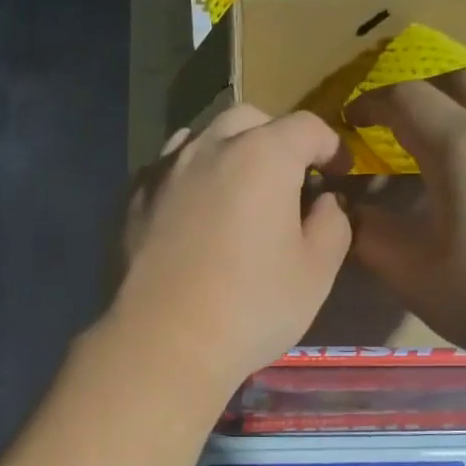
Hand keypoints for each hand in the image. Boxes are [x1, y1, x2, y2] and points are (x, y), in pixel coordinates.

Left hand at [108, 104, 350, 401]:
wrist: (160, 345)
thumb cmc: (249, 310)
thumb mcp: (315, 274)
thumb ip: (332, 224)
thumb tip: (324, 202)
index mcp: (262, 156)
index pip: (306, 127)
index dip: (330, 145)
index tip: (337, 171)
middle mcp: (207, 149)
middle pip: (247, 120)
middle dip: (274, 138)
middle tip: (285, 177)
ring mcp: (160, 172)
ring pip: (198, 139)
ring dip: (224, 152)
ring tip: (232, 190)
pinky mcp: (128, 201)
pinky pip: (164, 172)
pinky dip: (185, 180)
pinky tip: (188, 215)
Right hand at [345, 71, 465, 372]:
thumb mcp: (419, 278)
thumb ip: (374, 239)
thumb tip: (349, 209)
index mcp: (461, 146)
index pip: (405, 99)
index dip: (371, 103)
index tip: (351, 120)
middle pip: (460, 80)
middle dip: (421, 94)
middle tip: (399, 124)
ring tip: (454, 143)